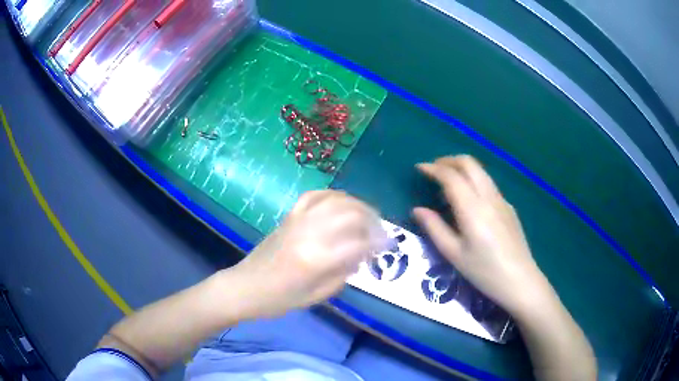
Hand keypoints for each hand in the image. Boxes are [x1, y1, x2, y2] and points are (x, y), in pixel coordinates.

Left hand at [228, 190, 386, 317]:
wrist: (246, 286)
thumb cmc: (280, 299)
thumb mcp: (317, 296)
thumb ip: (344, 274)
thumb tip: (362, 254)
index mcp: (317, 260)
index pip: (358, 243)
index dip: (378, 243)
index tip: (387, 246)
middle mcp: (309, 234)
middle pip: (351, 215)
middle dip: (372, 221)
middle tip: (380, 232)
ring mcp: (298, 221)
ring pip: (336, 200)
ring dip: (358, 205)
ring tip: (368, 216)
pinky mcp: (289, 216)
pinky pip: (314, 195)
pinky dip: (333, 195)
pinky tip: (342, 202)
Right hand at [414, 155, 549, 315]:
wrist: (519, 280)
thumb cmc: (484, 271)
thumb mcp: (454, 254)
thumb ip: (434, 228)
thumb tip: (417, 210)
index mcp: (472, 208)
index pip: (451, 176)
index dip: (433, 169)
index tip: (419, 168)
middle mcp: (488, 196)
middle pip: (469, 163)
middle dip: (448, 161)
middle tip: (433, 170)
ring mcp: (501, 200)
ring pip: (480, 170)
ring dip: (462, 168)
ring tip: (448, 182)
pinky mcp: (509, 207)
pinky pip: (488, 183)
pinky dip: (473, 180)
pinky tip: (469, 200)